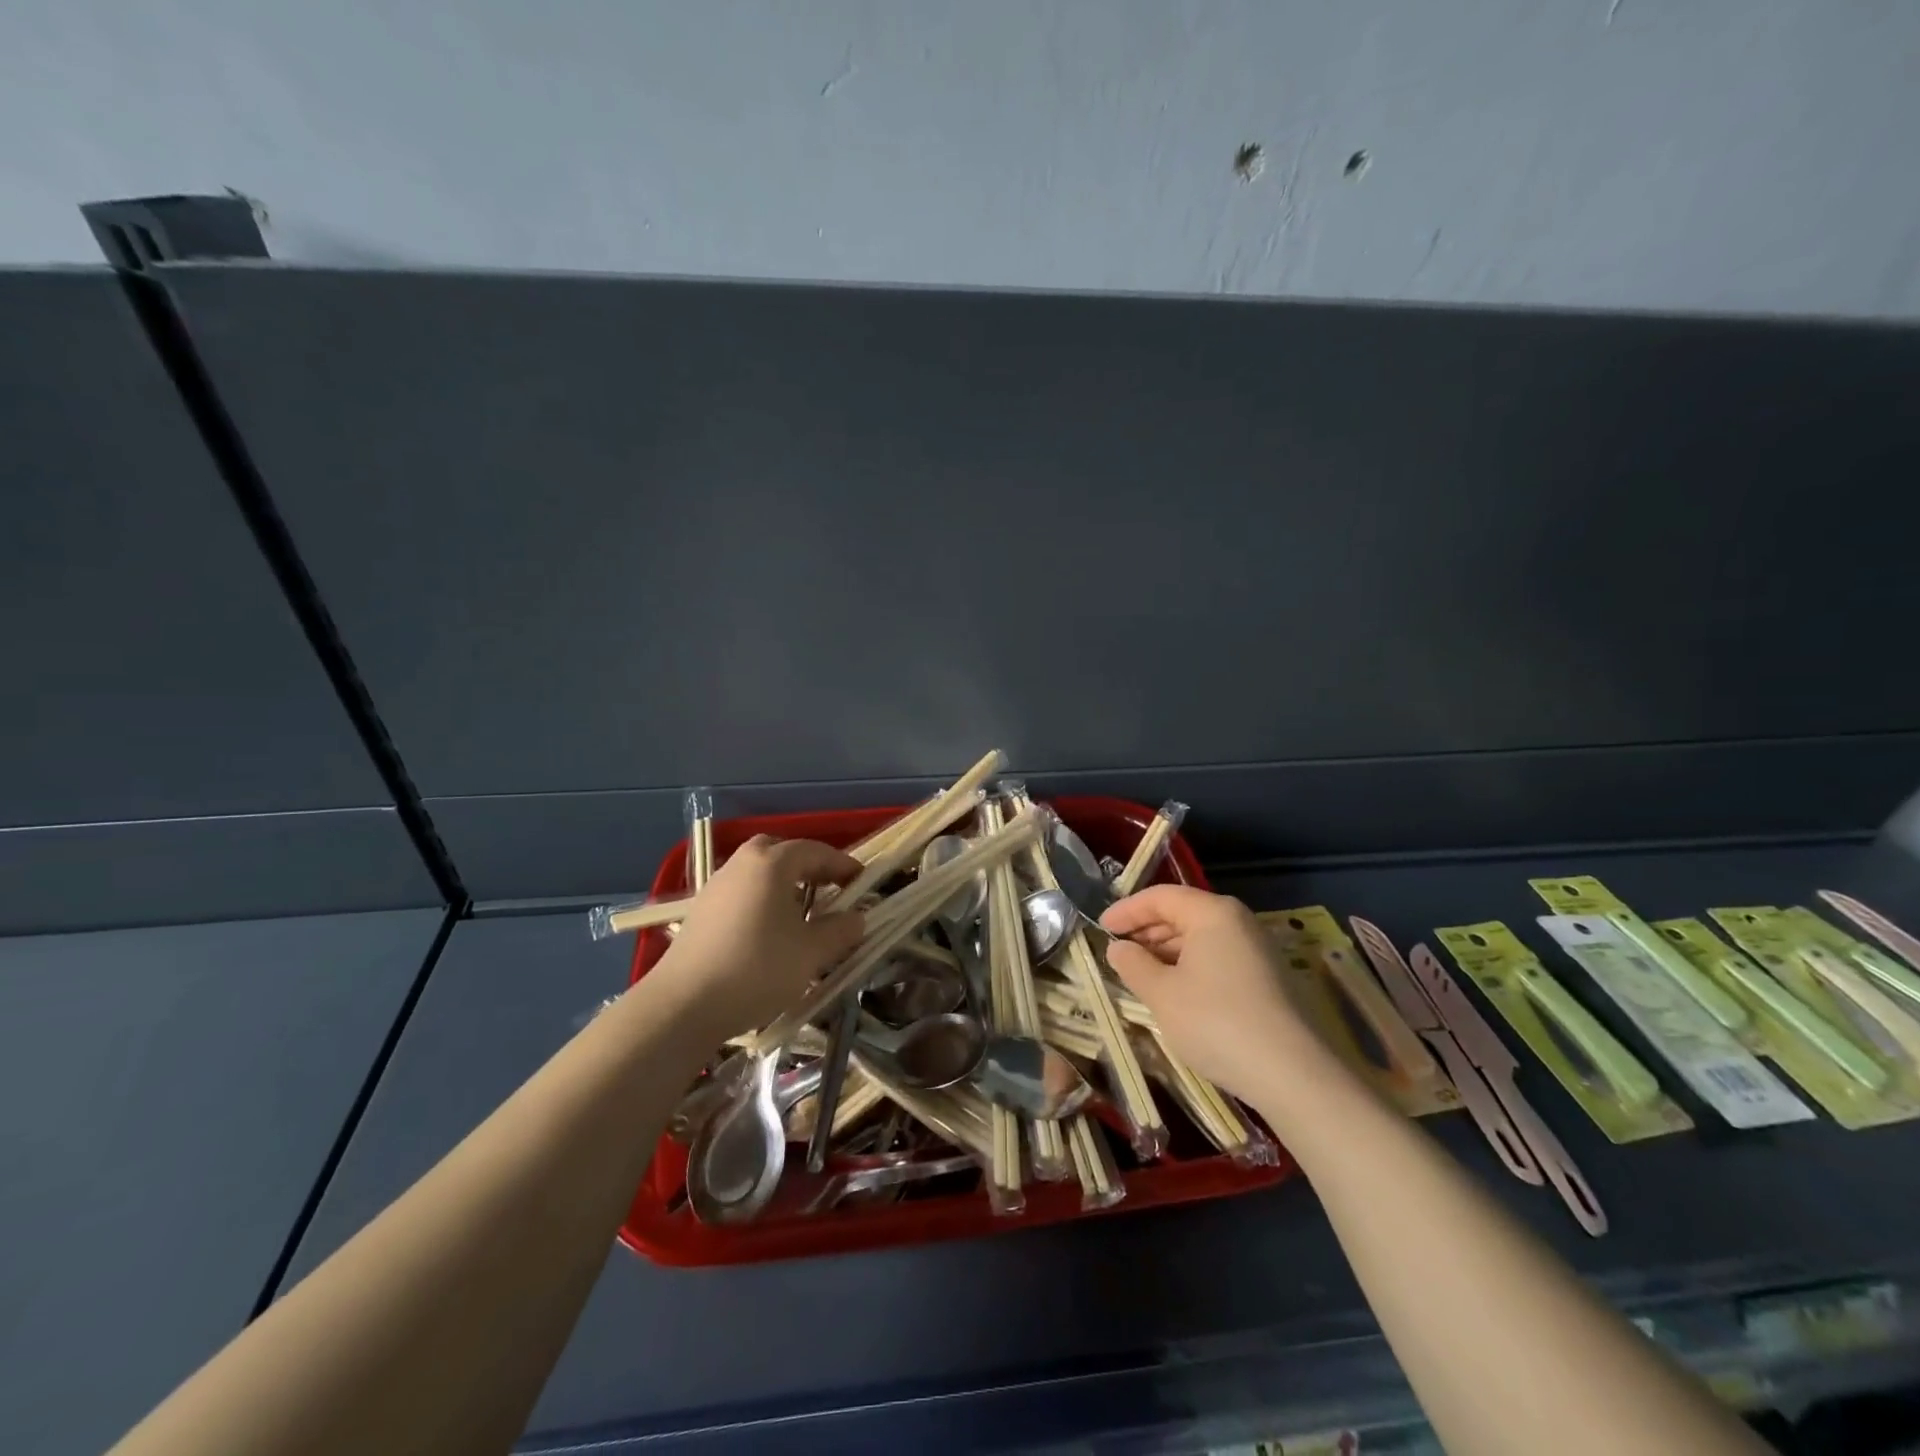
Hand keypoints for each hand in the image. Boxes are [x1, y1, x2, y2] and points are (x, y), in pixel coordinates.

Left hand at [646, 836, 865, 1041]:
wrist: (683, 1005)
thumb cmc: (757, 968)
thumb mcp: (811, 952)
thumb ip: (840, 930)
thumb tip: (857, 918)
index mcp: (772, 863)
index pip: (816, 851)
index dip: (843, 865)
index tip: (863, 883)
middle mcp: (742, 864)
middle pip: (782, 853)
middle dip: (809, 867)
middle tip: (830, 890)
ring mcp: (717, 886)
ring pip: (759, 873)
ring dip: (785, 885)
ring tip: (803, 914)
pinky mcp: (701, 912)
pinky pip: (742, 893)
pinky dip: (763, 901)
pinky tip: (770, 933)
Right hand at [1101, 885, 1337, 1106]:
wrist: (1292, 1074)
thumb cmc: (1217, 1022)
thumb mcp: (1162, 994)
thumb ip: (1133, 965)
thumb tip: (1118, 948)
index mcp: (1213, 913)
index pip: (1160, 897)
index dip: (1127, 910)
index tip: (1100, 927)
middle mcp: (1238, 921)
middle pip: (1182, 913)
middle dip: (1146, 930)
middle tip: (1116, 950)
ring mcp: (1256, 949)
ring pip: (1200, 937)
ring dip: (1166, 950)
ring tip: (1139, 972)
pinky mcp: (1266, 977)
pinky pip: (1217, 957)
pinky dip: (1188, 965)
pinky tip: (1173, 990)